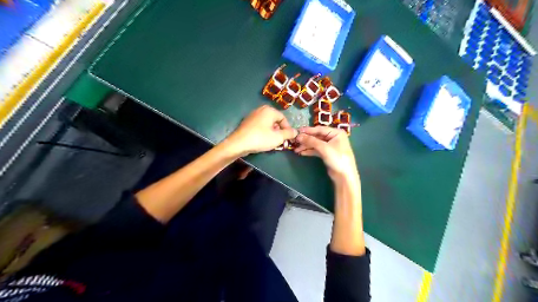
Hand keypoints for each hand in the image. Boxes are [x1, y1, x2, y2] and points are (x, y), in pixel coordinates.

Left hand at [224, 105, 296, 155]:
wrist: (239, 143)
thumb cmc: (260, 139)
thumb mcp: (278, 137)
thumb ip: (289, 134)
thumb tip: (296, 132)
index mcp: (269, 110)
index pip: (283, 118)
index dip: (287, 129)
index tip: (288, 138)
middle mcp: (261, 110)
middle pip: (275, 120)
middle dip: (279, 131)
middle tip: (280, 141)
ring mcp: (252, 115)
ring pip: (267, 123)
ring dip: (271, 132)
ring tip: (271, 142)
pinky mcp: (247, 122)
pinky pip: (259, 125)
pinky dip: (263, 132)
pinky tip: (262, 140)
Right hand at [294, 125, 355, 181]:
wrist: (344, 176)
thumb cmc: (337, 158)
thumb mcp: (324, 148)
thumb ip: (311, 141)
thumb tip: (299, 136)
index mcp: (336, 133)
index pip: (319, 129)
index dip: (308, 130)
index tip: (297, 131)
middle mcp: (333, 137)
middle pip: (317, 136)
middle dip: (306, 140)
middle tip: (295, 141)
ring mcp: (330, 146)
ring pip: (316, 144)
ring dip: (306, 146)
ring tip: (296, 149)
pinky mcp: (327, 154)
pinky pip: (317, 150)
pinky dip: (309, 151)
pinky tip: (302, 152)